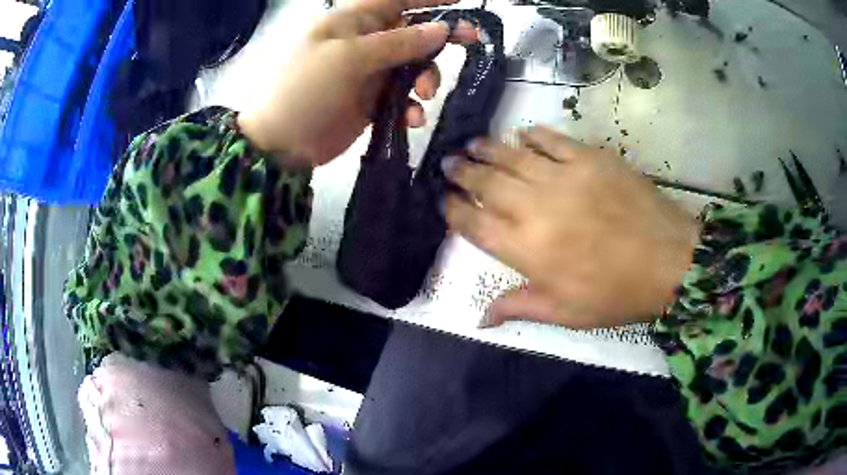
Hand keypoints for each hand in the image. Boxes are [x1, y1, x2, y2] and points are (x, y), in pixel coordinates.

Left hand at [237, 0, 477, 165]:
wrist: (279, 145)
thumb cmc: (304, 90)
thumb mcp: (348, 58)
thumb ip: (397, 42)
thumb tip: (441, 28)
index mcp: (352, 21)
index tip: (461, 1)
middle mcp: (363, 41)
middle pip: (412, 31)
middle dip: (439, 37)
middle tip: (471, 40)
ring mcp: (368, 72)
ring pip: (413, 65)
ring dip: (426, 77)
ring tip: (423, 95)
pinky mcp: (371, 101)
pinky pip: (402, 96)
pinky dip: (410, 106)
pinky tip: (410, 119)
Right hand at [444, 127, 699, 328]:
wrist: (668, 261)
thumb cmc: (615, 294)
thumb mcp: (565, 312)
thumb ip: (519, 306)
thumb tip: (481, 319)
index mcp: (526, 249)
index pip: (474, 224)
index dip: (453, 211)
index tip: (444, 201)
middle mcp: (535, 207)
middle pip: (486, 183)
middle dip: (461, 173)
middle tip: (448, 163)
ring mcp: (563, 177)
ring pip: (511, 156)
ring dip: (487, 149)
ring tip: (471, 144)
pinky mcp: (589, 159)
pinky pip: (551, 141)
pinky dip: (532, 136)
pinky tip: (521, 134)